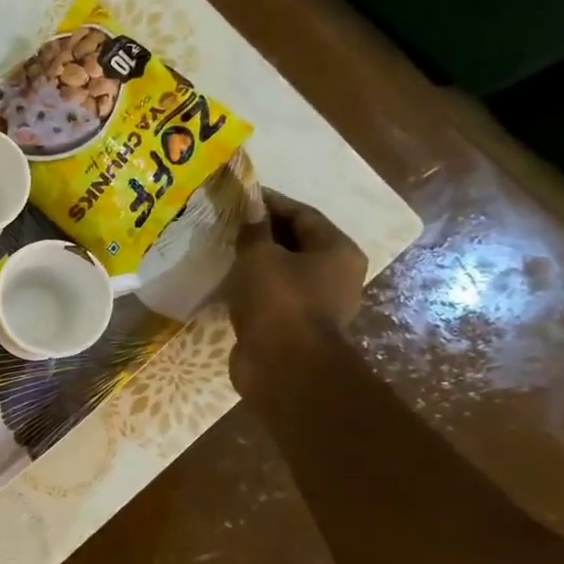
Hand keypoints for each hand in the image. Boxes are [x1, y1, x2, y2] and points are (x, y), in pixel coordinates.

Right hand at [227, 189, 366, 397]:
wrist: (284, 366)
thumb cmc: (278, 302)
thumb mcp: (259, 256)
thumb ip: (253, 230)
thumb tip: (251, 211)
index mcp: (337, 250)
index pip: (303, 214)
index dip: (271, 202)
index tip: (241, 197)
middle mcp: (337, 274)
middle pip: (298, 242)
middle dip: (264, 232)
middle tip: (230, 224)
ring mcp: (319, 303)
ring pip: (285, 271)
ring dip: (258, 262)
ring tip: (226, 252)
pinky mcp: (298, 326)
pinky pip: (275, 296)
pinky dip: (255, 287)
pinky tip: (231, 284)